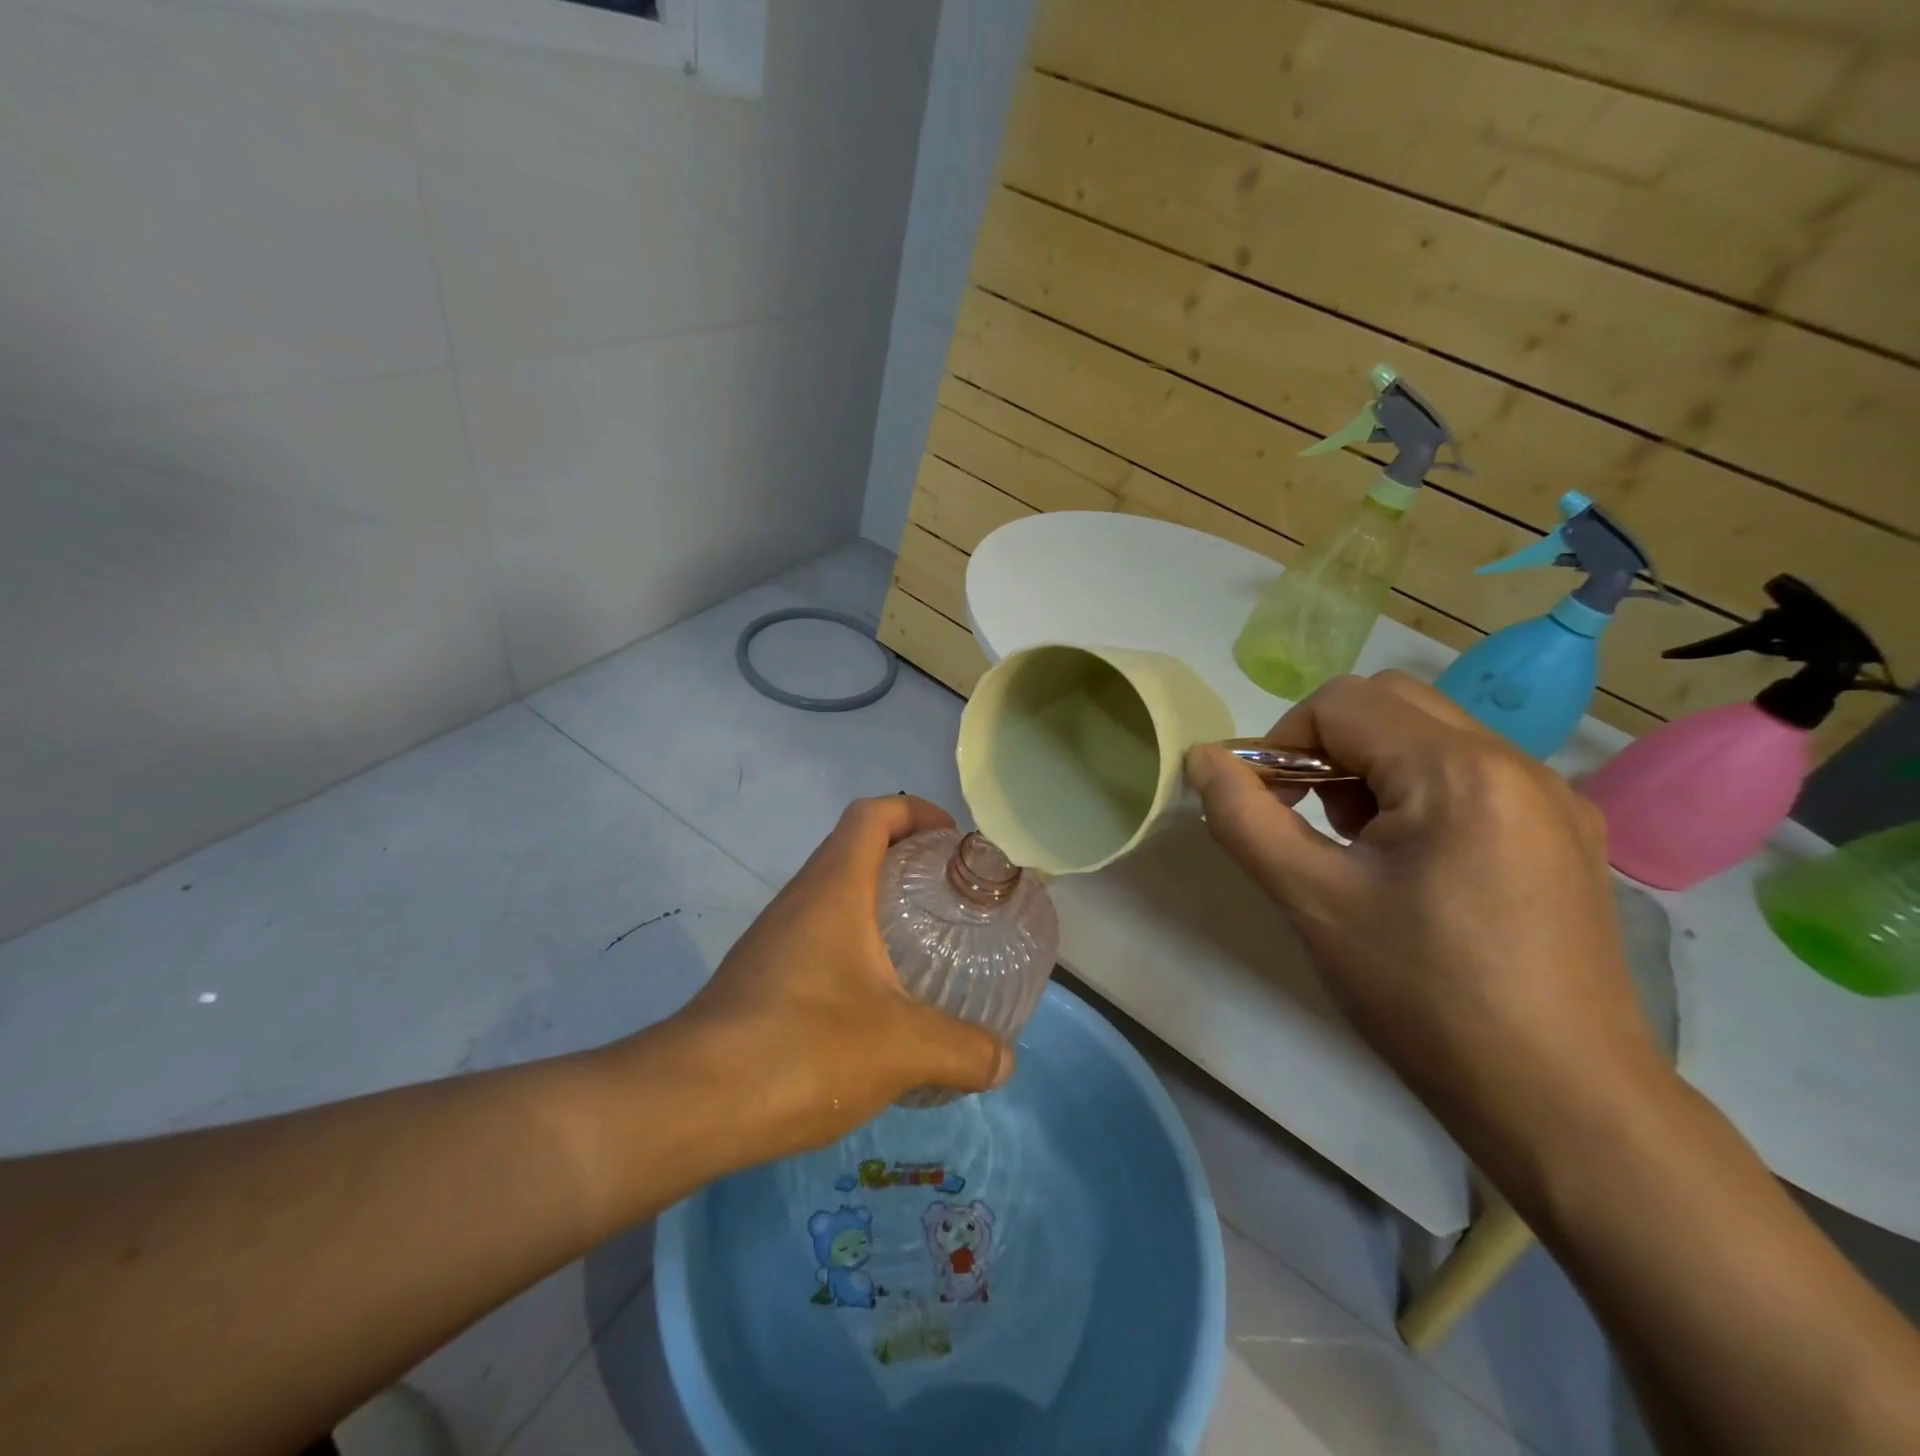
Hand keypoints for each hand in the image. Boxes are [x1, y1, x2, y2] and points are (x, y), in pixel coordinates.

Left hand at [652, 796, 1011, 1162]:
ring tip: (924, 947)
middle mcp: (800, 899)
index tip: (954, 841)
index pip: (873, 814)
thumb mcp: (902, 1048)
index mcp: (834, 887)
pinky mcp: (760, 978)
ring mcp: (774, 939)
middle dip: (907, 860)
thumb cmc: (802, 1047)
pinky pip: (817, 939)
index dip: (916, 812)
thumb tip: (1005, 1061)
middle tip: (952, 897)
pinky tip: (878, 1003)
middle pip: (855, 849)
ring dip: (879, 906)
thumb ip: (964, 1051)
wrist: (689, 1104)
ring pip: (834, 897)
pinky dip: (855, 948)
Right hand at [1185, 672, 1662, 1154]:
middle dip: (1326, 746)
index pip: (1341, 703)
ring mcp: (1553, 798)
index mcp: (1459, 771)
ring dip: (1371, 768)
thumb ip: (1243, 818)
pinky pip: (1470, 775)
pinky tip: (1411, 865)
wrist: (1562, 1103)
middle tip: (1306, 817)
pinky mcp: (1566, 834)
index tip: (1265, 806)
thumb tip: (1202, 758)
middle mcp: (1517, 763)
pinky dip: (1417, 792)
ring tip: (1356, 848)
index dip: (1282, 742)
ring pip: (1430, 736)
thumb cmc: (1423, 996)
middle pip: (1390, 703)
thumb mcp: (1312, 901)